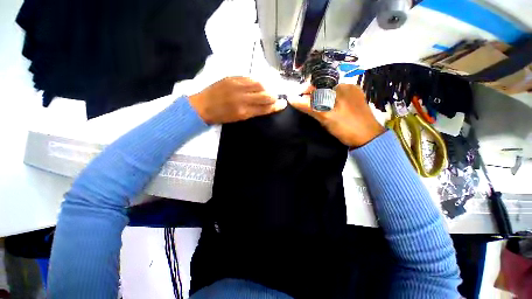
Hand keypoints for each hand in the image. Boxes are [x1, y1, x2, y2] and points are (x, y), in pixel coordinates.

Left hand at [189, 77, 286, 123]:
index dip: (276, 106)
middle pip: (265, 95)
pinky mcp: (232, 78)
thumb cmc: (221, 116)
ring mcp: (237, 86)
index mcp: (244, 111)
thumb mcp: (238, 118)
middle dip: (273, 96)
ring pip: (259, 84)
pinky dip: (255, 81)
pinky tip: (256, 84)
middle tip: (275, 97)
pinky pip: (249, 77)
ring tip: (266, 90)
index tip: (283, 104)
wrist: (202, 106)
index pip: (265, 108)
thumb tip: (265, 106)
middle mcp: (242, 98)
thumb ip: (253, 112)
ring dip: (266, 87)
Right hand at [289, 84, 384, 147]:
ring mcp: (353, 95)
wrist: (368, 139)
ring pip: (331, 95)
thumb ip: (308, 106)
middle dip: (313, 97)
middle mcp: (348, 87)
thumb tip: (291, 98)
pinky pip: (338, 100)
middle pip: (324, 89)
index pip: (319, 84)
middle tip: (306, 107)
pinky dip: (330, 103)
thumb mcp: (325, 116)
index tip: (299, 99)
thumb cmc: (346, 126)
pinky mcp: (355, 103)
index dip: (307, 91)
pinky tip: (327, 112)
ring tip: (315, 111)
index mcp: (342, 87)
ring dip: (320, 101)